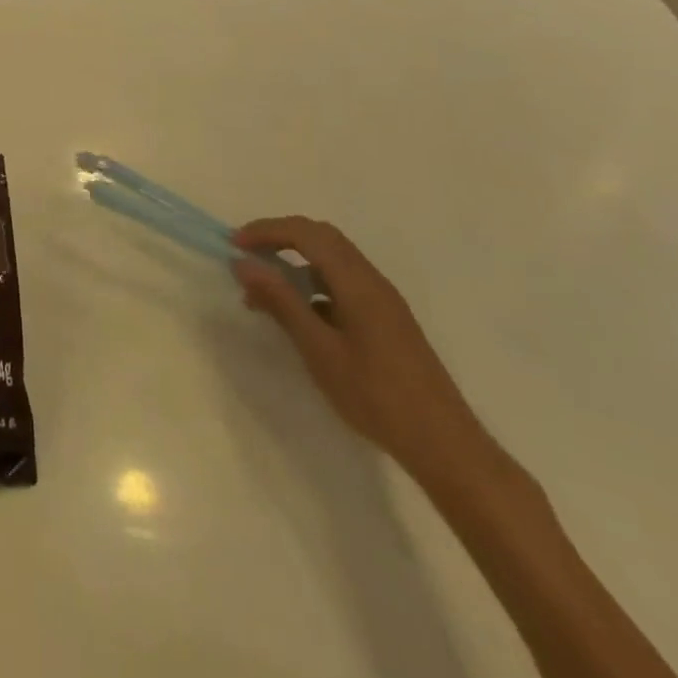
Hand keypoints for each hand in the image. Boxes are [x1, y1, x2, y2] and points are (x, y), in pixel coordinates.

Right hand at [232, 216, 489, 480]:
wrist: (445, 446)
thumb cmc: (376, 396)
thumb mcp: (319, 349)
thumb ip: (281, 301)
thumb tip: (243, 263)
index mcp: (357, 283)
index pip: (306, 233)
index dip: (266, 231)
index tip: (233, 246)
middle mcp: (372, 281)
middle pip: (321, 237)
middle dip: (279, 237)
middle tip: (246, 256)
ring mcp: (382, 300)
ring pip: (332, 259)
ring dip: (294, 262)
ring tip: (264, 292)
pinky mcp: (386, 319)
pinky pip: (342, 282)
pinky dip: (312, 283)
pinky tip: (299, 315)